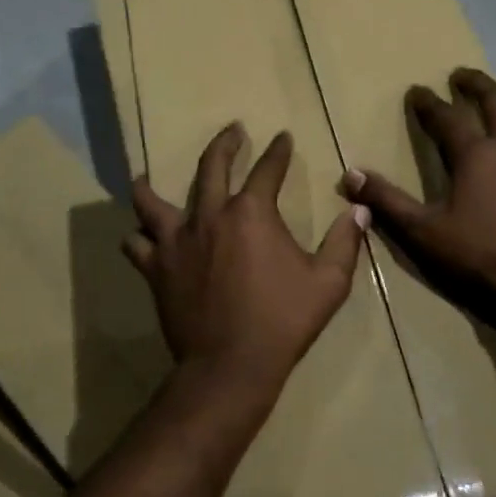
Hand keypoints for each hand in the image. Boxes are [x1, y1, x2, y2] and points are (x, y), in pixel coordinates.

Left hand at [125, 123, 367, 405]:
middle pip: (211, 166)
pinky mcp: (156, 268)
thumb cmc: (282, 321)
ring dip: (150, 184)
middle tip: (232, 130)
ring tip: (146, 176)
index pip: (268, 169)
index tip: (282, 137)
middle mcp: (210, 216)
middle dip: (224, 143)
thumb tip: (359, 211)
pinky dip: (138, 237)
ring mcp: (177, 241)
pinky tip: (141, 235)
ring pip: (152, 200)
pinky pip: (136, 244)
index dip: (278, 151)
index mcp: (252, 213)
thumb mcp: (328, 283)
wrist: (230, 366)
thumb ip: (344, 242)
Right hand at [341, 67, 495, 324]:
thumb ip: (388, 201)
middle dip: (475, 84)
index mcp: (475, 153)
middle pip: (495, 100)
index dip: (427, 102)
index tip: (416, 90)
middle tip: (461, 74)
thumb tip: (350, 173)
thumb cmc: (482, 252)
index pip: (445, 117)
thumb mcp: (425, 231)